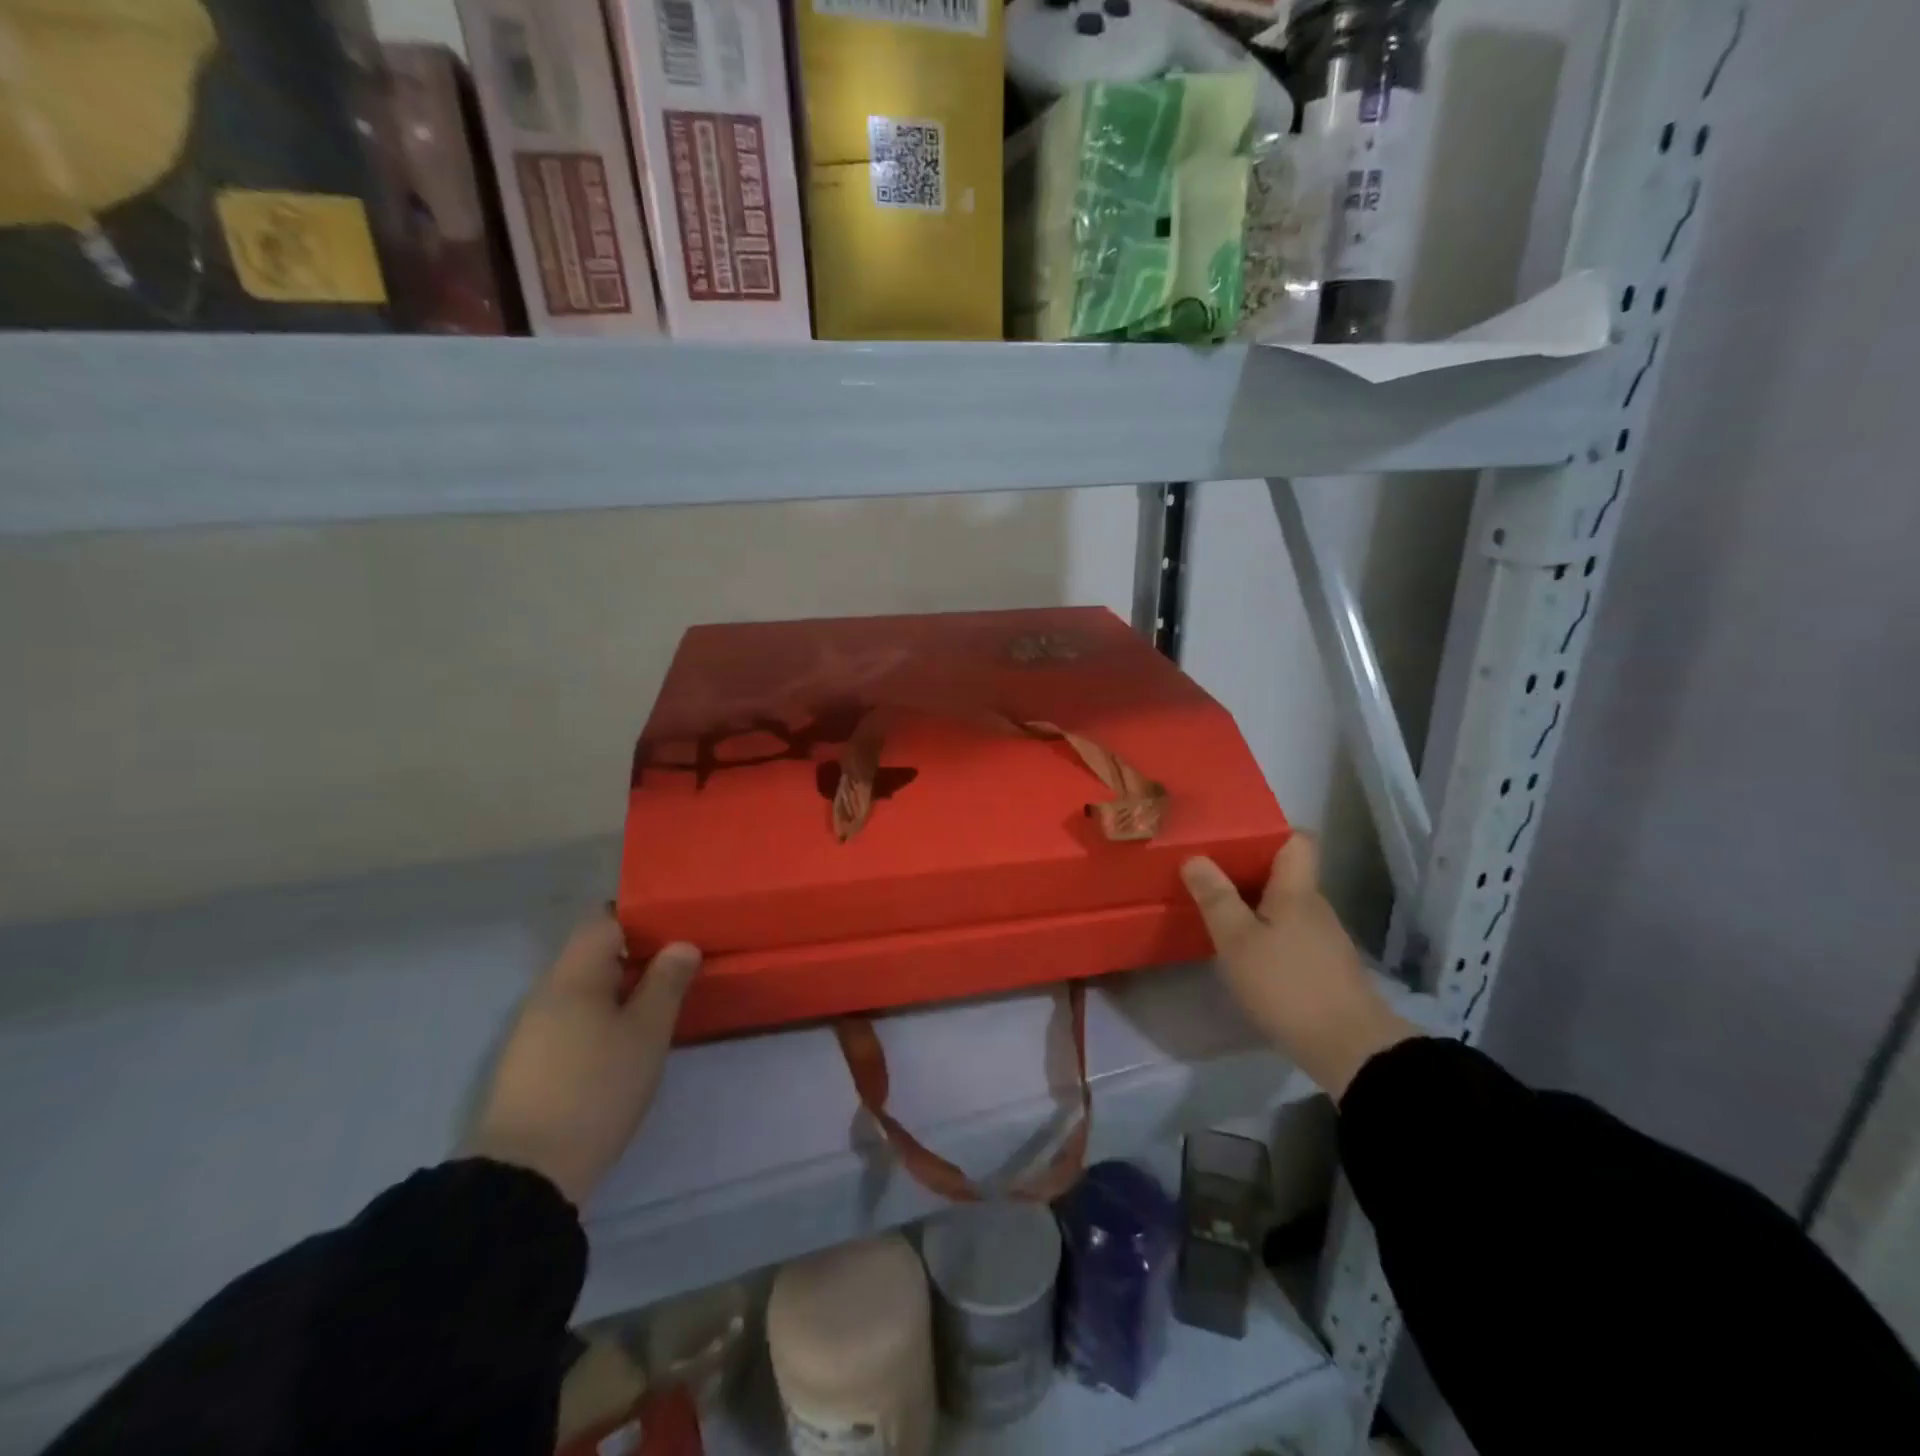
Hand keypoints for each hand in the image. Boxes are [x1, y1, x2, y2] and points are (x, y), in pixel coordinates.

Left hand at [469, 910, 701, 1206]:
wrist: (525, 1174)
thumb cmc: (596, 1089)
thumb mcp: (646, 1033)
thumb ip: (666, 983)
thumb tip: (682, 944)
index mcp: (574, 975)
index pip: (603, 919)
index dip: (639, 915)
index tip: (676, 926)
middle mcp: (546, 992)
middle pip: (592, 953)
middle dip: (635, 953)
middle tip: (679, 964)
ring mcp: (532, 1029)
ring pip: (583, 988)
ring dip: (619, 987)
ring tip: (659, 1001)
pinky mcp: (529, 1062)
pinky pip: (571, 1017)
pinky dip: (601, 1015)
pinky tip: (624, 1039)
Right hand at [1181, 835, 1417, 1098]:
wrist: (1351, 1050)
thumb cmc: (1288, 986)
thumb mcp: (1237, 941)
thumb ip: (1216, 898)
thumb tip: (1195, 857)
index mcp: (1297, 891)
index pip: (1298, 840)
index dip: (1269, 832)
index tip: (1232, 837)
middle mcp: (1315, 907)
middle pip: (1286, 873)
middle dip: (1248, 870)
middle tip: (1207, 874)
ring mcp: (1324, 939)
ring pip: (1286, 906)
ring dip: (1255, 905)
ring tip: (1218, 911)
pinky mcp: (1325, 969)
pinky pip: (1291, 934)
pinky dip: (1267, 934)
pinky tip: (1246, 952)